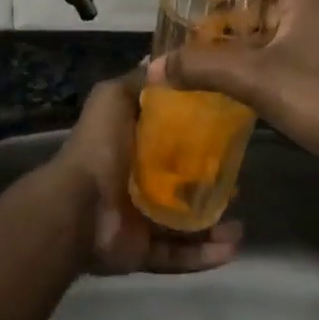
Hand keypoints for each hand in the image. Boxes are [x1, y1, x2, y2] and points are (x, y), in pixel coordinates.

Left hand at [53, 71, 241, 275]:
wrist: (77, 206)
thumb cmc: (100, 146)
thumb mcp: (115, 97)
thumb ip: (139, 82)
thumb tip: (164, 63)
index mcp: (132, 146)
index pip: (172, 140)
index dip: (199, 138)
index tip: (229, 135)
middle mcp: (136, 182)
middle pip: (183, 184)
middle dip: (212, 186)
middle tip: (240, 183)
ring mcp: (140, 220)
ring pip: (186, 224)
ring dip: (215, 226)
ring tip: (240, 224)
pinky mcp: (143, 251)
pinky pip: (179, 256)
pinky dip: (205, 255)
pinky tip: (232, 248)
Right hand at [148, 0, 318, 186]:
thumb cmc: (316, 96)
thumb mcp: (252, 77)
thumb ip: (200, 67)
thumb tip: (152, 67)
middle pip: (269, 0)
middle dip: (234, 16)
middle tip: (202, 35)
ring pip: (280, 30)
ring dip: (248, 42)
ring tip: (215, 62)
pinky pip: (292, 54)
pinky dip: (266, 61)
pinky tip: (245, 87)